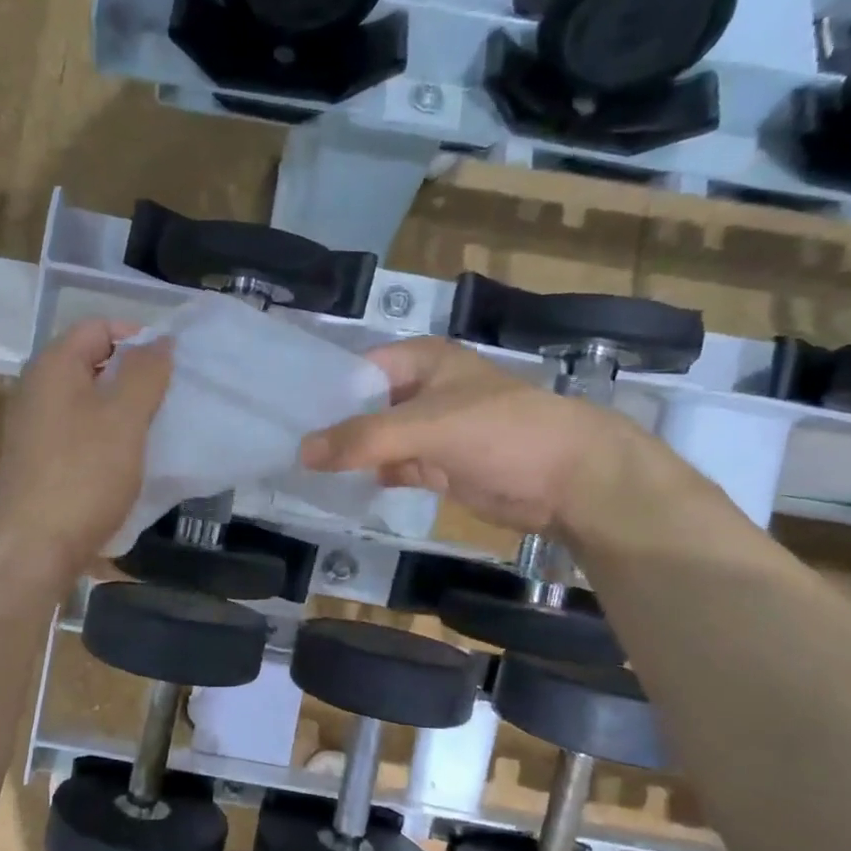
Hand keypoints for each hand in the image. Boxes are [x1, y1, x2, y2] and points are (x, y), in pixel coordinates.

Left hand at [0, 319, 172, 584]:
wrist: (34, 548)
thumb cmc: (84, 476)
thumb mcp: (124, 418)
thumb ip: (145, 373)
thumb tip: (158, 341)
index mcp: (53, 367)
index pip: (98, 327)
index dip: (137, 338)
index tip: (170, 369)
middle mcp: (35, 389)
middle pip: (90, 362)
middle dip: (132, 375)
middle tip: (166, 401)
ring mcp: (32, 427)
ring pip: (85, 401)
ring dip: (120, 410)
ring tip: (151, 432)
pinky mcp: (36, 461)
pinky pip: (77, 432)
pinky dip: (103, 437)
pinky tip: (124, 462)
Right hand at [300, 337, 635, 532]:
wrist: (570, 480)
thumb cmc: (502, 432)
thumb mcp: (427, 426)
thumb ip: (364, 438)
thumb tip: (302, 452)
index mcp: (422, 361)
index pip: (357, 369)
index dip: (322, 391)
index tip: (281, 415)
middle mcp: (422, 390)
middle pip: (363, 406)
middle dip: (330, 427)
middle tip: (281, 450)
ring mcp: (431, 430)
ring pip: (377, 440)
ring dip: (348, 456)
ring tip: (298, 473)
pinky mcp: (439, 466)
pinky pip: (394, 468)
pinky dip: (371, 477)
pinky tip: (339, 489)